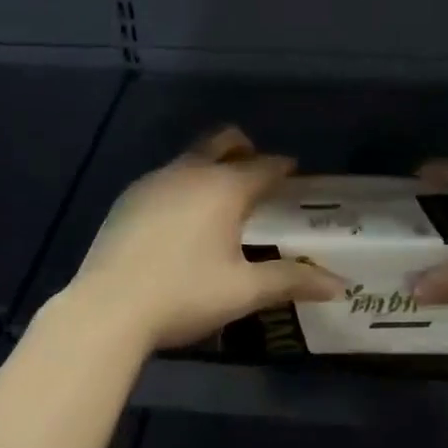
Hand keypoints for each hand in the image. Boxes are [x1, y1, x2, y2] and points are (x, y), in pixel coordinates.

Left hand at [53, 126, 344, 353]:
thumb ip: (291, 281)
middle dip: (245, 148)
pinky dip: (183, 184)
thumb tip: (339, 285)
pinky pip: (166, 177)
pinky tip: (180, 218)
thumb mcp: (243, 291)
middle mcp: (191, 172)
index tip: (293, 173)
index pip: (264, 165)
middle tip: (257, 171)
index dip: (282, 167)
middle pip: (224, 140)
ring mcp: (155, 180)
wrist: (108, 307)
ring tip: (219, 198)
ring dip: (211, 166)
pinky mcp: (129, 196)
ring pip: (192, 157)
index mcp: (225, 188)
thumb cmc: (185, 294)